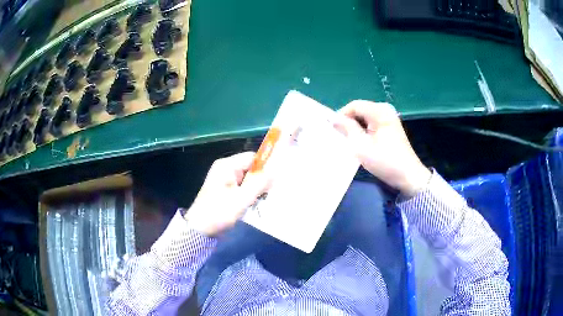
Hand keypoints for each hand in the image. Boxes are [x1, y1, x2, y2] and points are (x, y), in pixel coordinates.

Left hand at [184, 152, 269, 235]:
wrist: (200, 229)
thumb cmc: (219, 212)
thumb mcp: (242, 198)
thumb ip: (259, 184)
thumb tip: (276, 172)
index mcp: (227, 166)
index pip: (252, 158)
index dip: (265, 167)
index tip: (275, 180)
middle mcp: (226, 169)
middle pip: (250, 168)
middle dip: (261, 181)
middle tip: (267, 195)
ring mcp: (225, 180)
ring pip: (248, 179)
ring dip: (256, 189)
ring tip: (260, 201)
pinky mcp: (225, 190)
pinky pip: (242, 187)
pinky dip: (249, 195)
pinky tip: (253, 204)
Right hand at [336, 100, 430, 196]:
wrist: (408, 176)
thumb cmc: (385, 161)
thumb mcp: (361, 146)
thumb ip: (347, 129)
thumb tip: (334, 119)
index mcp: (380, 112)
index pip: (355, 105)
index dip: (342, 115)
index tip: (334, 130)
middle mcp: (385, 111)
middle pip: (360, 109)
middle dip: (349, 121)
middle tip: (341, 137)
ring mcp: (389, 119)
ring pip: (365, 117)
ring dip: (356, 127)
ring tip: (350, 141)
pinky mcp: (391, 128)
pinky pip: (372, 123)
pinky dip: (364, 131)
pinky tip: (362, 143)